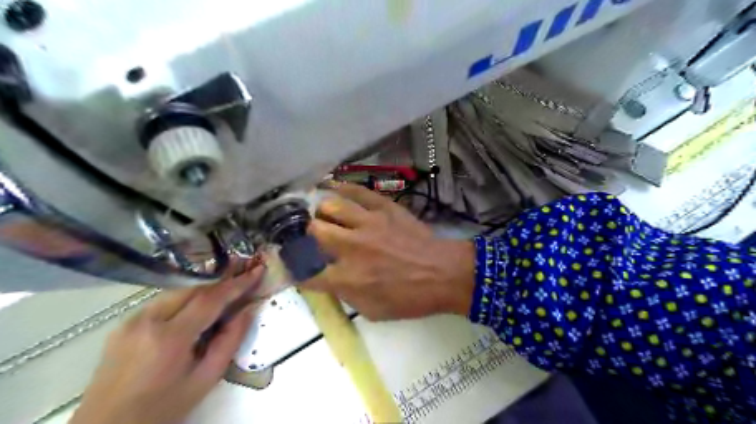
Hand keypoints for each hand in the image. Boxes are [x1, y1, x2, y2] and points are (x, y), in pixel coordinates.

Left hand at [70, 262, 264, 423]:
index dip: (237, 283)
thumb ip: (230, 341)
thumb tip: (248, 310)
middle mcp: (146, 321)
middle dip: (221, 284)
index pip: (210, 299)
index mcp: (169, 338)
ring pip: (177, 293)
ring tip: (224, 294)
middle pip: (192, 290)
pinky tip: (194, 311)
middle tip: (243, 279)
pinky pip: (161, 303)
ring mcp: (130, 321)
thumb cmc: (163, 408)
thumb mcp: (205, 379)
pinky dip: (184, 301)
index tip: (257, 270)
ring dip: (203, 291)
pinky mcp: (122, 325)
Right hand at [303, 184, 469, 318]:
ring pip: (330, 206)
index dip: (296, 270)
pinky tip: (332, 187)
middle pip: (313, 231)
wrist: (444, 273)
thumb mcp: (373, 311)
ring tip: (324, 215)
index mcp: (348, 278)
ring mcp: (369, 223)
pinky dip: (341, 188)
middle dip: (307, 235)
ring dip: (322, 212)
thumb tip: (328, 279)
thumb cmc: (410, 298)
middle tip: (313, 238)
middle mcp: (352, 247)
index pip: (307, 272)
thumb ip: (345, 295)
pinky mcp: (385, 208)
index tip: (295, 267)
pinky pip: (357, 191)